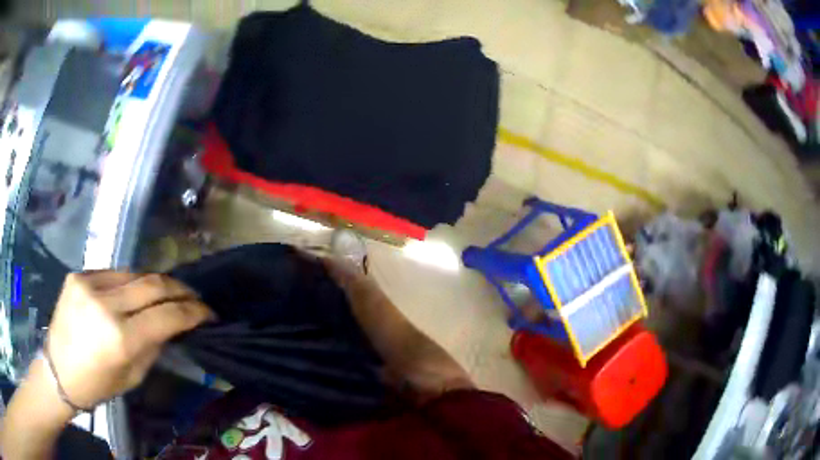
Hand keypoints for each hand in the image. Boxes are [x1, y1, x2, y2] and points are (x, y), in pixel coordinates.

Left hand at [44, 271, 213, 409]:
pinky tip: (133, 292)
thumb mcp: (132, 376)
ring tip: (166, 292)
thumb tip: (170, 325)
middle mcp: (105, 304)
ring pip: (134, 273)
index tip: (209, 312)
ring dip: (155, 283)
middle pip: (153, 284)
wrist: (59, 370)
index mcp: (120, 339)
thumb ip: (153, 346)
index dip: (193, 312)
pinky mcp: (78, 274)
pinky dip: (129, 282)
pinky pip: (113, 273)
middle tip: (193, 296)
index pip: (167, 315)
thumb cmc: (98, 384)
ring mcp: (89, 284)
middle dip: (179, 289)